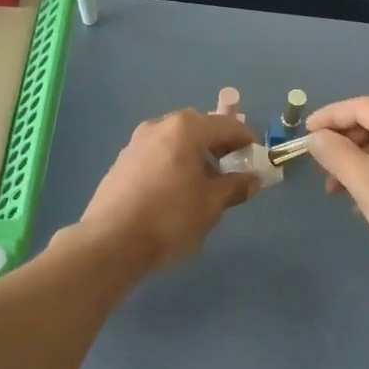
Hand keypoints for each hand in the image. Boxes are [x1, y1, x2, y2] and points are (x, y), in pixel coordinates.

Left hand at [71, 109, 258, 273]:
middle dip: (218, 145)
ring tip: (204, 184)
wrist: (111, 242)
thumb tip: (252, 180)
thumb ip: (235, 187)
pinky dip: (173, 165)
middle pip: (198, 128)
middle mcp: (158, 127)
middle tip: (232, 169)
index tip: (257, 159)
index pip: (226, 125)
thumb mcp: (211, 205)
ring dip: (194, 155)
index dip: (246, 140)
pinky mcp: (121, 163)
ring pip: (175, 142)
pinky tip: (176, 192)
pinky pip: (157, 155)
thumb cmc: (170, 218)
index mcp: (185, 129)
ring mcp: (135, 143)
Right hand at [306, 98, 368, 276]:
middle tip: (320, 169)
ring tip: (337, 190)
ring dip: (356, 163)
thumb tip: (314, 137)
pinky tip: (362, 199)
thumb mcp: (365, 181)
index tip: (302, 135)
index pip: (359, 107)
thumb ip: (335, 154)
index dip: (327, 119)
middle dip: (342, 146)